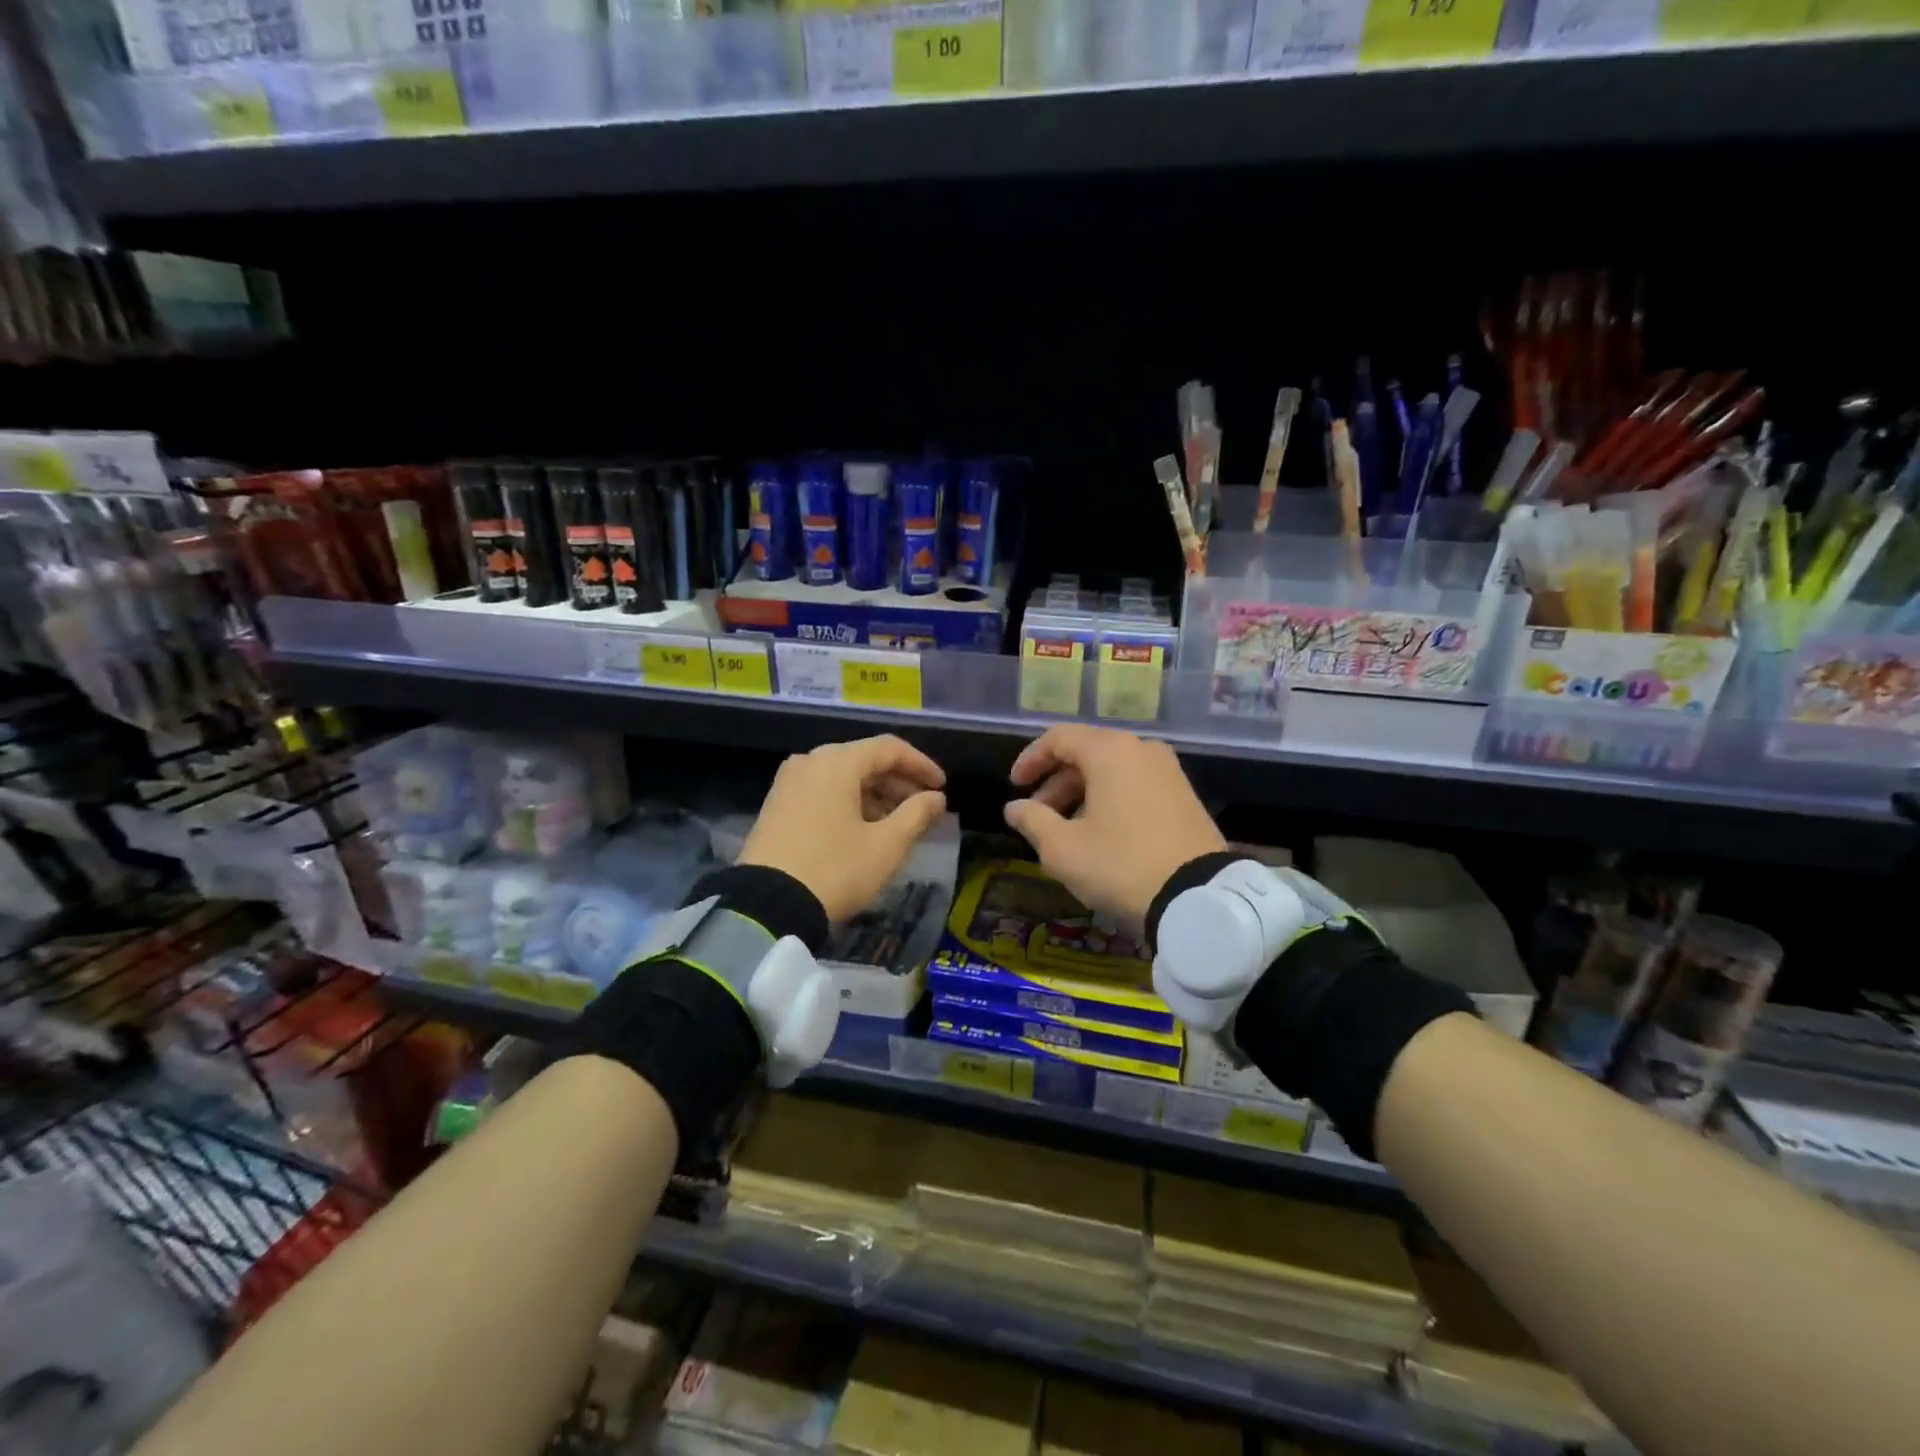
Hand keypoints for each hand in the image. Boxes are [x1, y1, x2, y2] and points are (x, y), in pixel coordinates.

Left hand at [739, 735, 947, 921]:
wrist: (766, 906)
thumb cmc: (835, 869)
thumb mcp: (886, 846)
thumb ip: (916, 814)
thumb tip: (935, 798)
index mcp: (837, 761)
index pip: (889, 748)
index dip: (921, 765)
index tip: (942, 788)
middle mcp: (810, 761)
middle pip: (864, 760)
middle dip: (898, 781)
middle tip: (923, 807)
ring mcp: (788, 783)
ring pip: (842, 777)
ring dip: (874, 794)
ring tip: (898, 822)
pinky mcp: (776, 805)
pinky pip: (822, 792)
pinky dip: (849, 802)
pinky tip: (863, 828)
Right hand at [1003, 725, 1225, 928]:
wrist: (1199, 897)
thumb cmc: (1120, 865)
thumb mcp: (1063, 849)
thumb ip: (1032, 821)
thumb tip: (1014, 807)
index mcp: (1110, 751)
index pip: (1059, 738)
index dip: (1031, 759)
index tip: (1015, 786)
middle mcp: (1141, 749)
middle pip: (1087, 752)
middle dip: (1056, 781)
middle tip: (1038, 814)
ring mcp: (1168, 771)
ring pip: (1113, 769)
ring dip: (1083, 792)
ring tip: (1067, 829)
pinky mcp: (1185, 794)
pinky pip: (1136, 783)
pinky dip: (1111, 798)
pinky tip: (1101, 832)